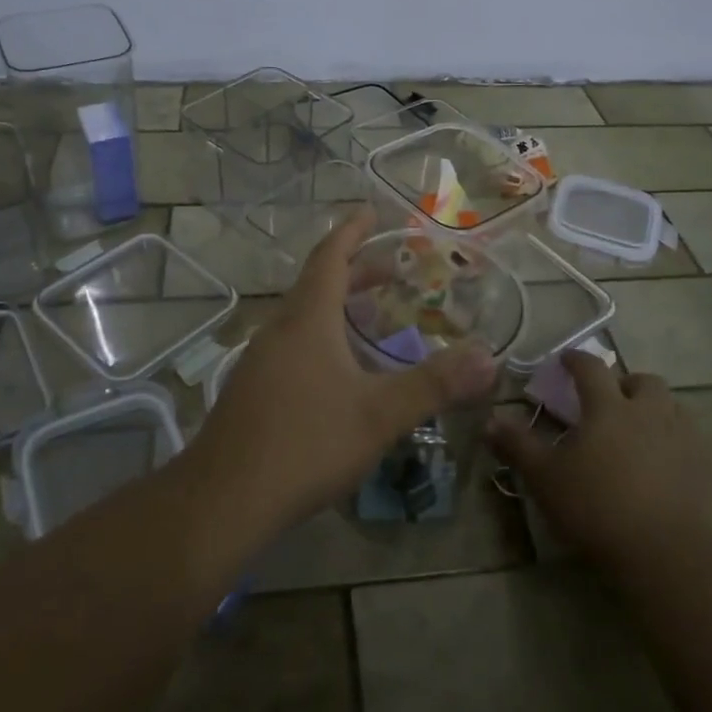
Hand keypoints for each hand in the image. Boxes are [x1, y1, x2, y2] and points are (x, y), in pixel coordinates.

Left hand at [184, 207, 497, 536]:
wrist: (223, 500)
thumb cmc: (305, 443)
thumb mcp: (378, 414)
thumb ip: (434, 384)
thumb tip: (488, 358)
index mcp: (307, 319)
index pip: (330, 257)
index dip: (351, 231)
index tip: (370, 211)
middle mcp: (280, 329)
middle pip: (318, 284)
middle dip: (354, 271)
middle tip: (391, 269)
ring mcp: (260, 361)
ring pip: (303, 317)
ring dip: (337, 306)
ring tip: (371, 316)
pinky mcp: (252, 391)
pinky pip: (293, 344)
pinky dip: (322, 336)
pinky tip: (338, 371)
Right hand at [486, 351, 711, 568]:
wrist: (664, 552)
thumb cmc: (596, 506)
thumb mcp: (545, 477)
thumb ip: (517, 445)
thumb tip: (488, 420)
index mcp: (608, 407)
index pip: (591, 368)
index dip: (576, 360)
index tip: (565, 360)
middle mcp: (648, 412)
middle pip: (643, 381)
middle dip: (625, 383)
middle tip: (610, 399)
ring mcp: (681, 438)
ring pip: (672, 406)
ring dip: (654, 408)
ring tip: (638, 428)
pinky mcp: (702, 468)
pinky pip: (690, 439)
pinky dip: (674, 439)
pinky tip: (663, 461)